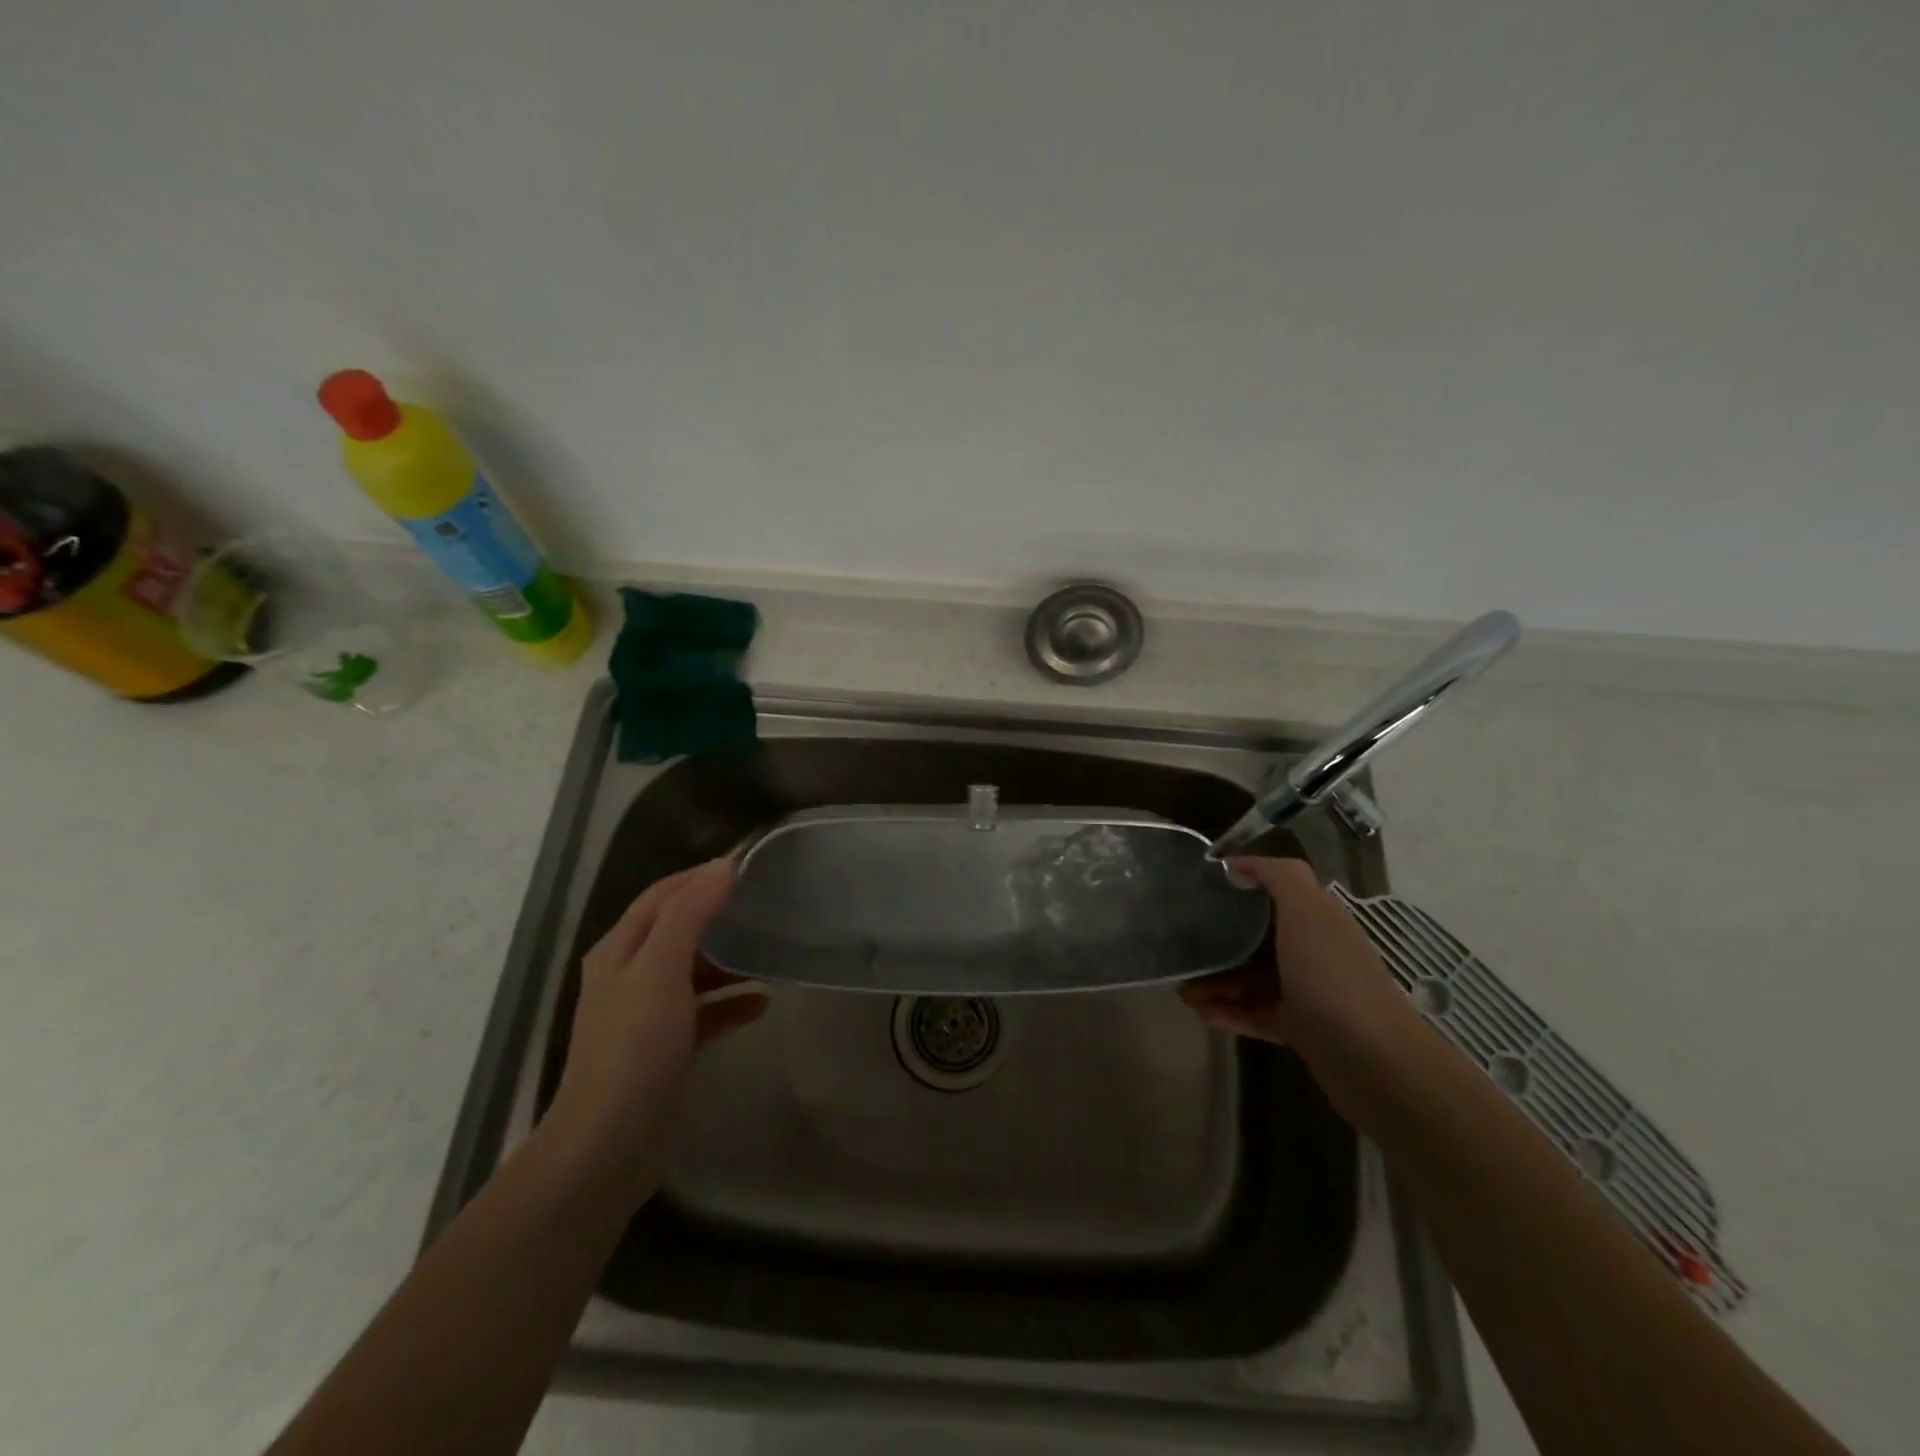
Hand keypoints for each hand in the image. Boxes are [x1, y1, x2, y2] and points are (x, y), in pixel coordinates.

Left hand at [543, 859, 767, 1205]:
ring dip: (728, 960)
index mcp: (620, 950)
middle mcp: (630, 975)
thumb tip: (722, 866)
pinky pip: (704, 1012)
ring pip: (693, 971)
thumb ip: (689, 914)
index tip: (748, 866)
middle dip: (719, 915)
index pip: (662, 895)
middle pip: (678, 929)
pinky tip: (762, 1003)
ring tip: (770, 951)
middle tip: (766, 905)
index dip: (700, 876)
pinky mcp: (666, 1048)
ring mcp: (647, 1014)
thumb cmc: (634, 1048)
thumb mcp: (661, 970)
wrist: (609, 1146)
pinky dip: (730, 1003)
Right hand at [1179, 857, 1423, 1114]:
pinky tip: (1202, 1014)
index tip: (1198, 892)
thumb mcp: (1307, 910)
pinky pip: (1255, 1015)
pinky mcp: (1300, 1030)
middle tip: (1181, 950)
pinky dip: (1229, 1012)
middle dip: (1217, 943)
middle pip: (1255, 939)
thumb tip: (1239, 863)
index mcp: (1316, 919)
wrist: (1373, 1061)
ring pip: (1250, 979)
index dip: (1236, 891)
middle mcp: (1312, 950)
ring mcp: (1307, 992)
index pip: (1271, 896)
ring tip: (1183, 991)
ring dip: (1216, 983)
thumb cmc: (1332, 975)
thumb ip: (1278, 876)